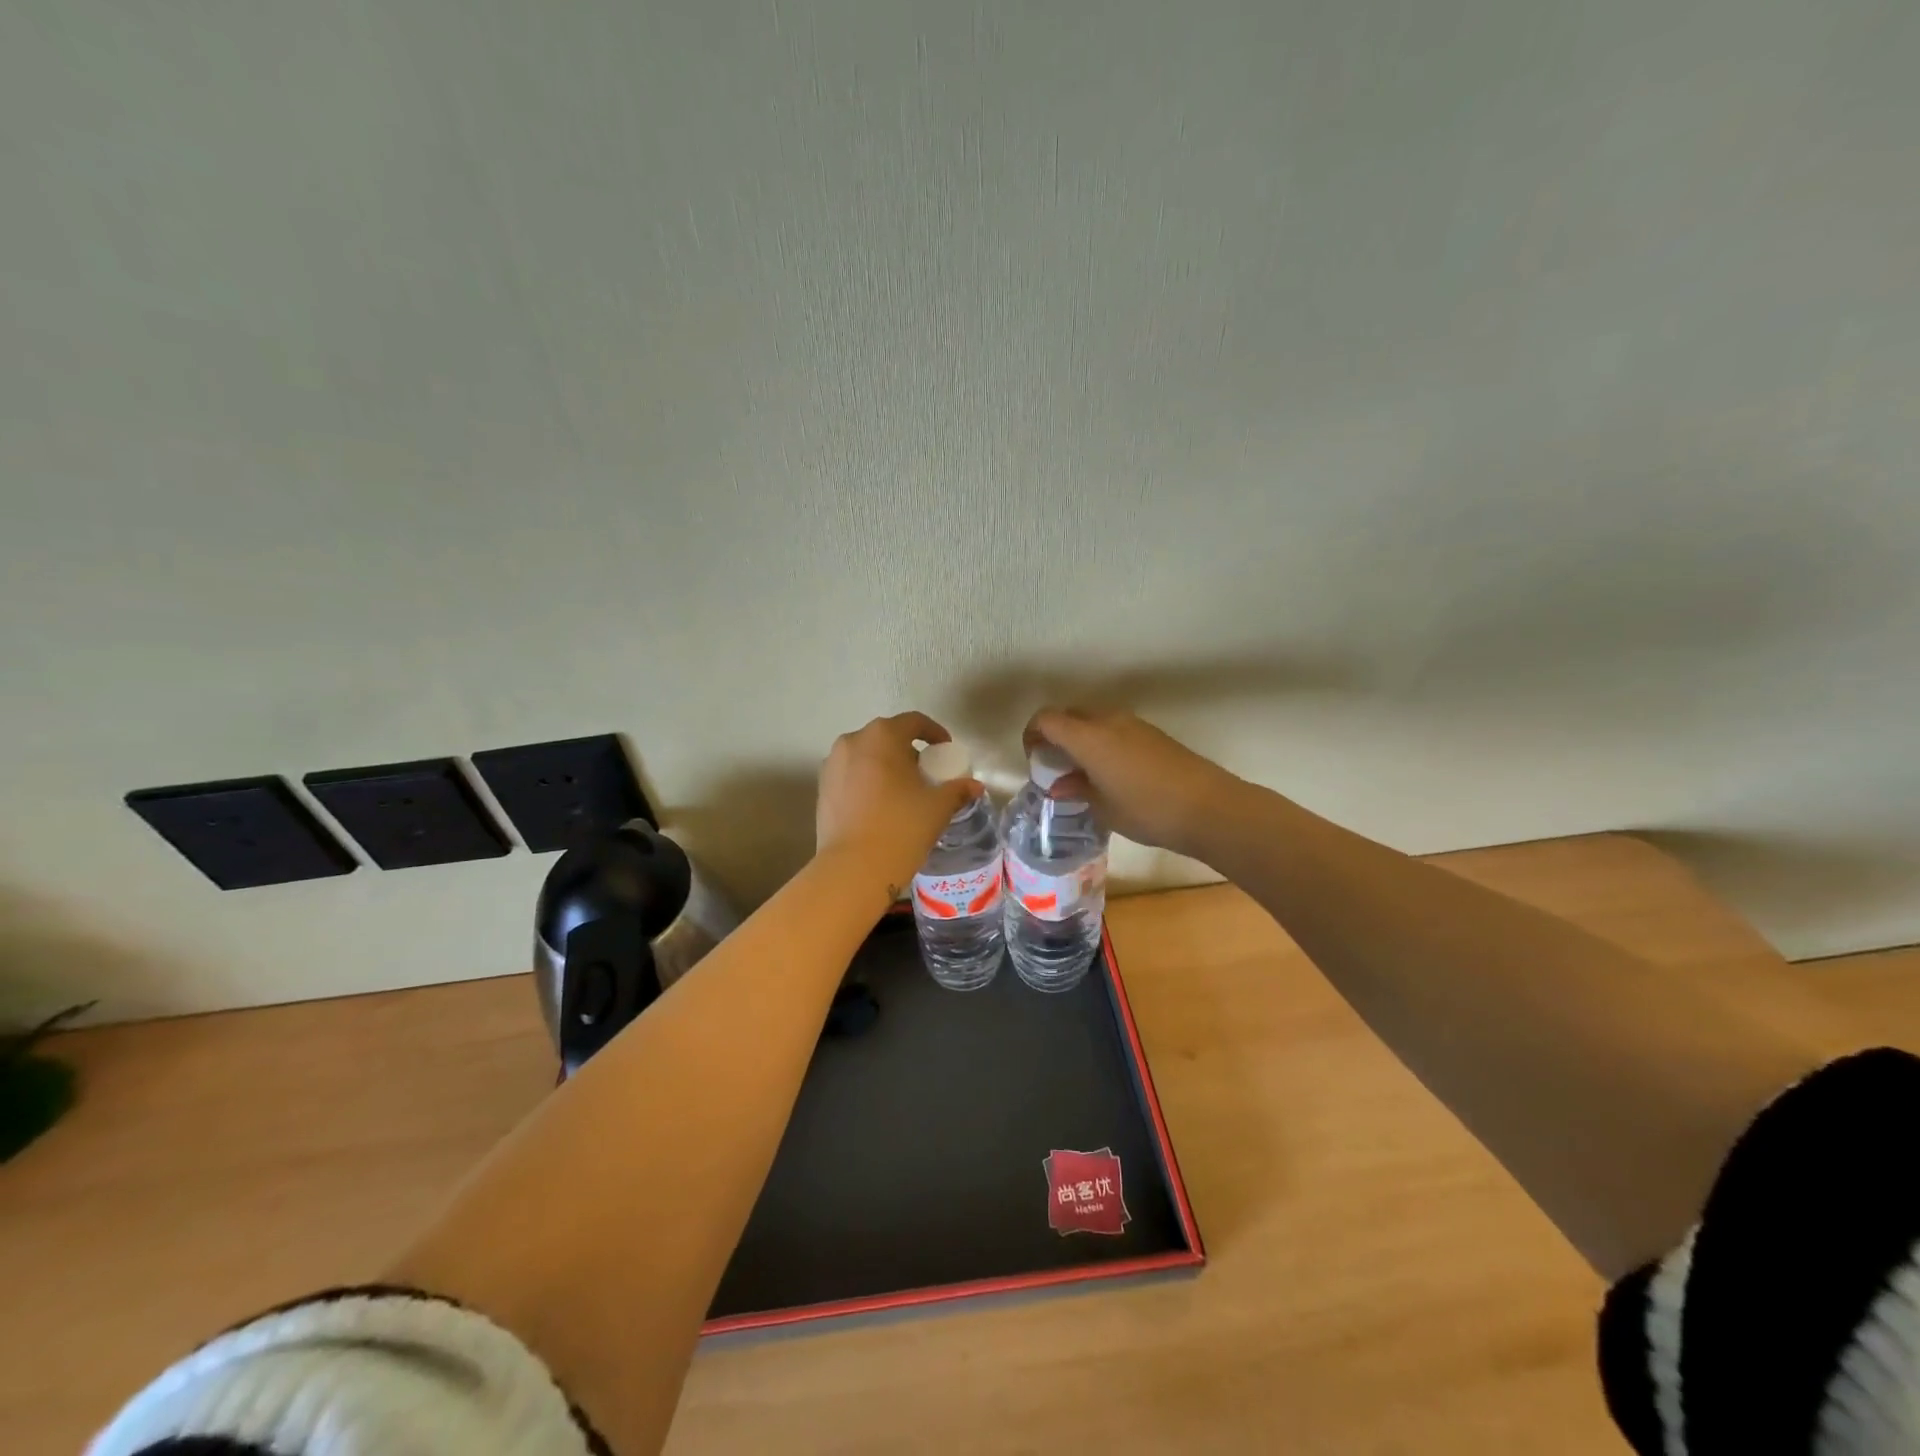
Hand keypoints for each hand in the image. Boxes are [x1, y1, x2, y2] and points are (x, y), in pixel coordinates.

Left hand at [817, 713, 983, 892]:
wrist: (854, 868)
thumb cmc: (901, 827)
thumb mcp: (938, 807)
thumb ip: (957, 790)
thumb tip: (974, 786)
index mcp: (883, 736)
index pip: (914, 722)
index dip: (934, 732)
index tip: (945, 750)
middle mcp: (852, 741)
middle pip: (887, 737)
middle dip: (907, 750)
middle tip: (925, 773)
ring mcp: (832, 764)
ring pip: (865, 756)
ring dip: (885, 765)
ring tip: (901, 791)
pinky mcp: (822, 789)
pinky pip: (850, 775)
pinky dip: (867, 781)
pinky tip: (879, 806)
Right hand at [1022, 708, 1240, 858]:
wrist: (1209, 807)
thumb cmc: (1146, 810)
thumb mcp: (1103, 807)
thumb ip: (1076, 789)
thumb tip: (1059, 784)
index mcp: (1088, 736)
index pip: (1046, 719)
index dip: (1032, 735)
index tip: (1035, 760)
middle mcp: (1108, 721)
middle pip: (1069, 715)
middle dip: (1056, 735)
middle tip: (1057, 767)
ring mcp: (1134, 724)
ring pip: (1094, 721)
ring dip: (1081, 739)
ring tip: (1084, 773)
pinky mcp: (1153, 734)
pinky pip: (1115, 729)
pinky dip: (1103, 743)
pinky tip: (1112, 775)